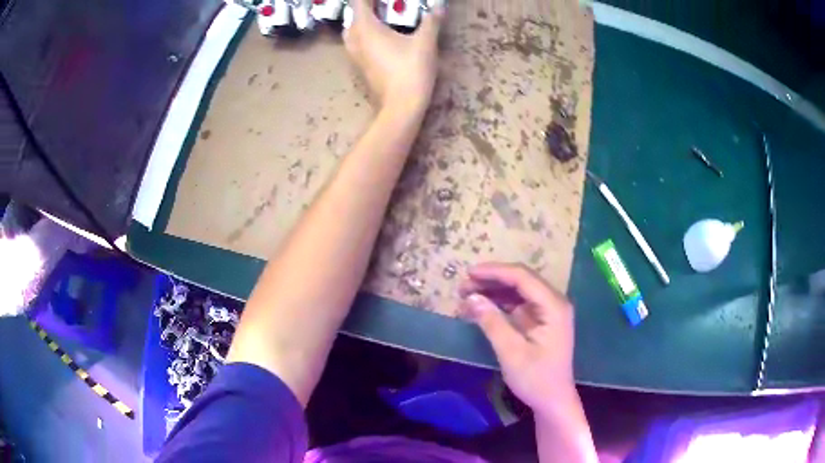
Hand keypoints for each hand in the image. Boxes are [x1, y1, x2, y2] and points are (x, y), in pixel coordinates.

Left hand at [343, 0, 443, 113]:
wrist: (400, 106)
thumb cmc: (411, 70)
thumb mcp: (425, 42)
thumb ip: (431, 21)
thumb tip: (439, 6)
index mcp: (365, 28)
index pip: (359, 2)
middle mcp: (354, 39)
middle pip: (353, 15)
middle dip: (367, 7)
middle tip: (385, 6)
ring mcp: (354, 55)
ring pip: (352, 30)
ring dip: (364, 21)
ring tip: (382, 19)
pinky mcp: (359, 66)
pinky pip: (356, 43)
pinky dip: (365, 35)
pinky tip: (381, 37)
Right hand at [460, 262, 576, 417]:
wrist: (553, 401)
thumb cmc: (536, 379)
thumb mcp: (511, 353)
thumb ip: (492, 323)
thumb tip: (471, 298)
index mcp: (553, 306)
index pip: (522, 277)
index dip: (495, 272)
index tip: (468, 273)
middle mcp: (553, 302)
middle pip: (521, 281)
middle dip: (491, 280)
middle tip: (462, 287)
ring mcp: (547, 311)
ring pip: (518, 291)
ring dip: (493, 291)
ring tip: (466, 295)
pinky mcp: (540, 321)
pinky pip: (518, 304)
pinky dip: (499, 304)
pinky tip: (480, 307)